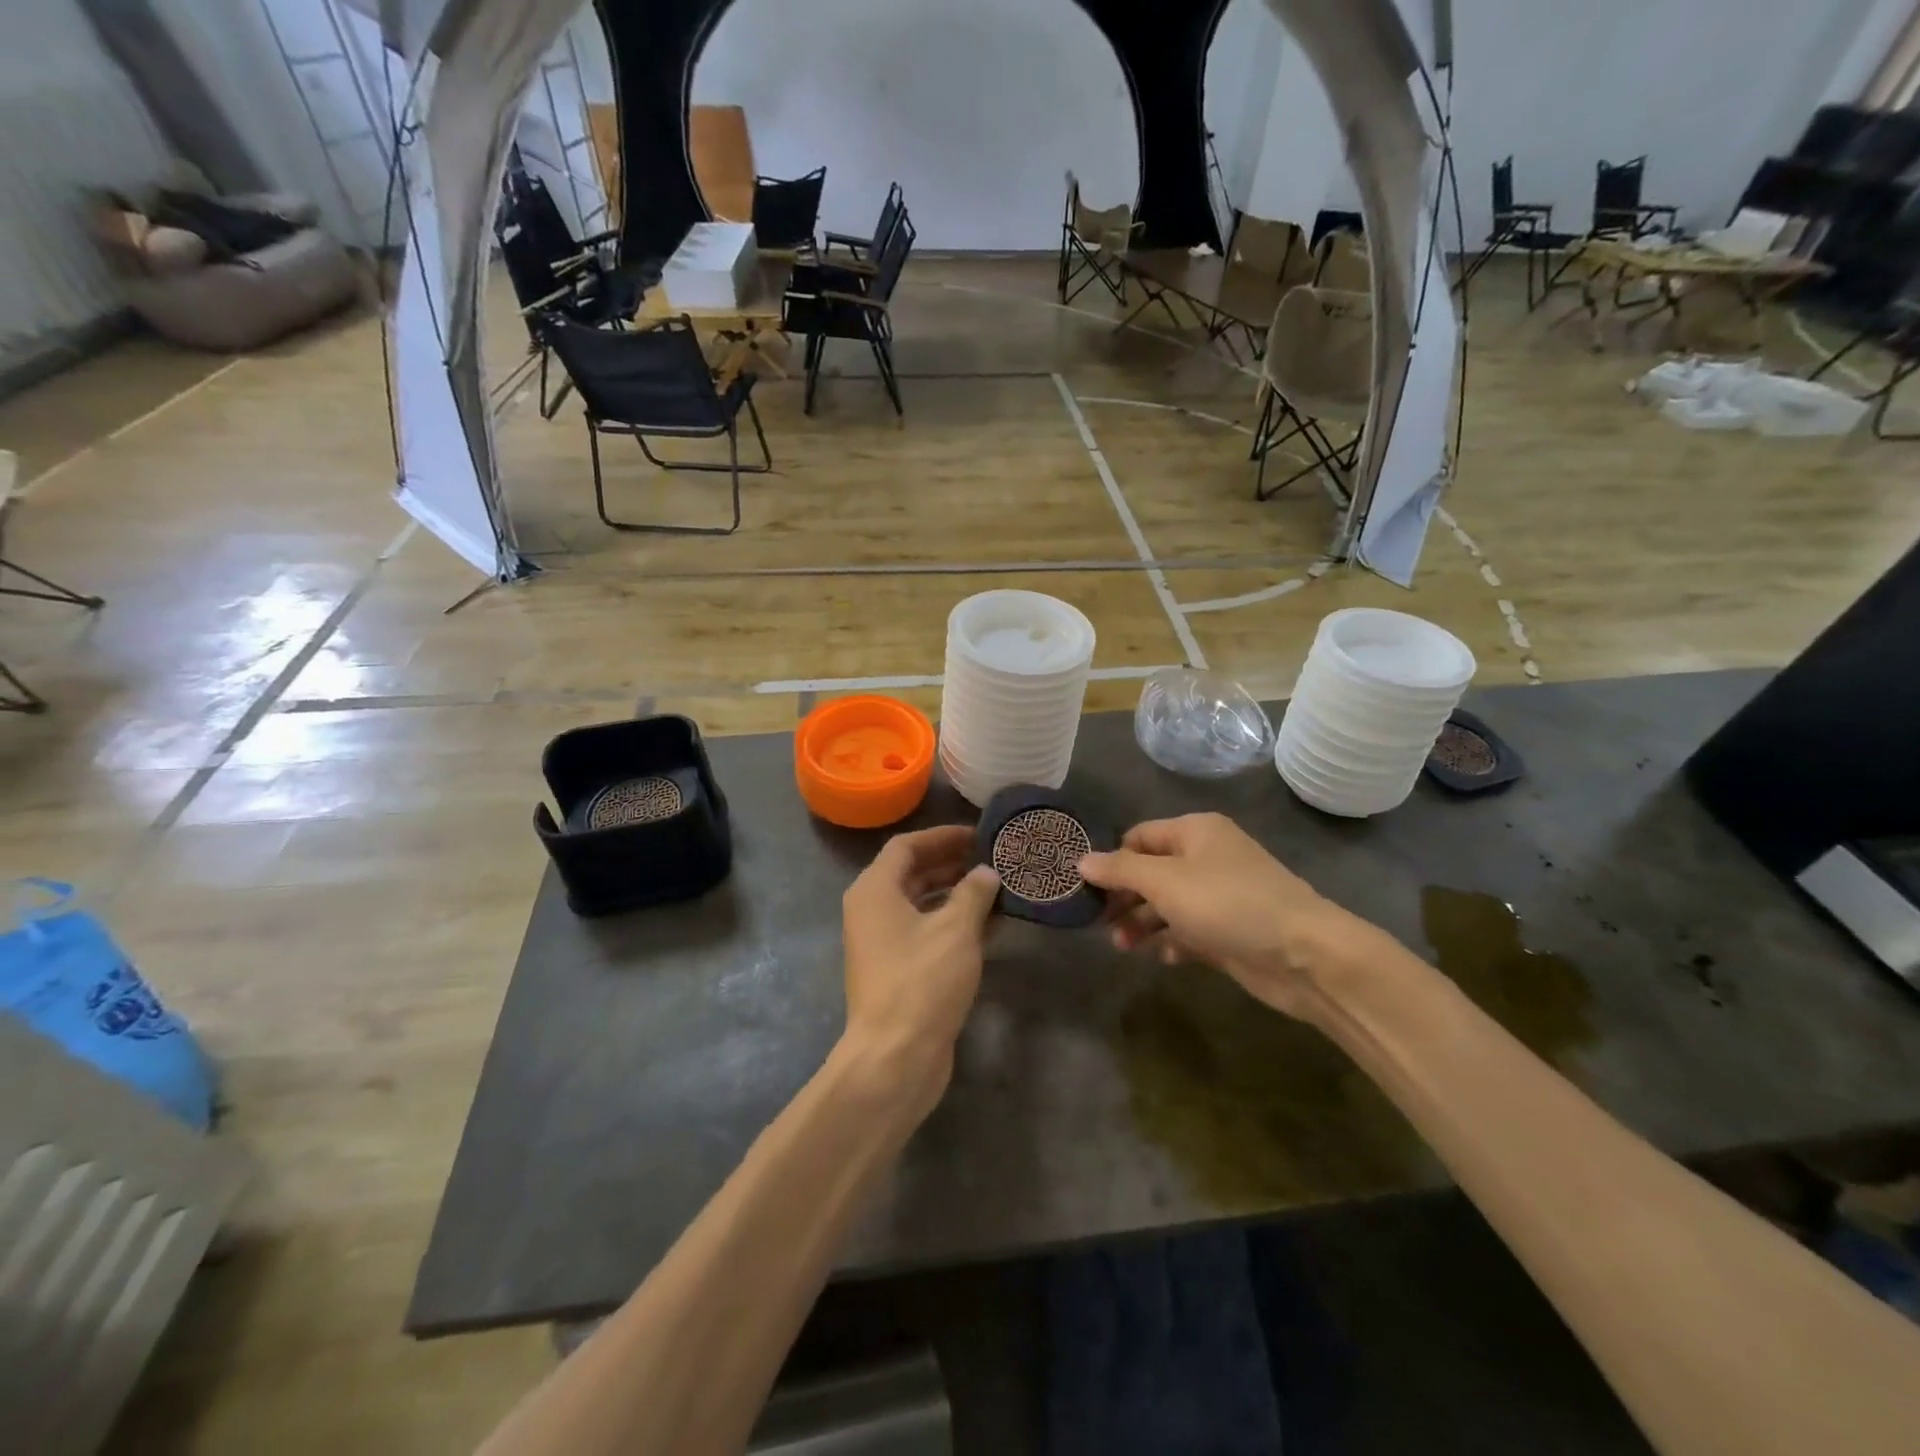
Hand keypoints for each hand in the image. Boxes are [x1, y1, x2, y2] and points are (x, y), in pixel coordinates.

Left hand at [840, 825, 998, 1103]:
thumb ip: (974, 893)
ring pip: (921, 905)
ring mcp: (882, 944)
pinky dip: (954, 924)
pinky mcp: (897, 972)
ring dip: (956, 894)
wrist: (895, 1057)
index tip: (978, 835)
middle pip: (911, 873)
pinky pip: (925, 933)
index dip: (942, 836)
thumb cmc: (922, 980)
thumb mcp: (955, 929)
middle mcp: (872, 911)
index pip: (906, 846)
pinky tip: (991, 926)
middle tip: (991, 859)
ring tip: (996, 888)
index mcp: (875, 890)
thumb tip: (986, 872)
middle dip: (951, 863)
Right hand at [1078, 813, 1395, 1019]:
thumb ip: (1120, 870)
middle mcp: (1207, 858)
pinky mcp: (1231, 931)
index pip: (1139, 837)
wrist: (1304, 955)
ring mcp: (1221, 896)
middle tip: (1099, 923)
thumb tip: (1081, 860)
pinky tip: (1165, 957)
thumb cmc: (1228, 904)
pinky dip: (1173, 941)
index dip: (1111, 860)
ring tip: (1122, 946)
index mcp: (1195, 832)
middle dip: (1124, 897)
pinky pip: (1190, 930)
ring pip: (1168, 904)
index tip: (1084, 889)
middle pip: (1151, 872)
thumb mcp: (1165, 881)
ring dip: (1143, 923)